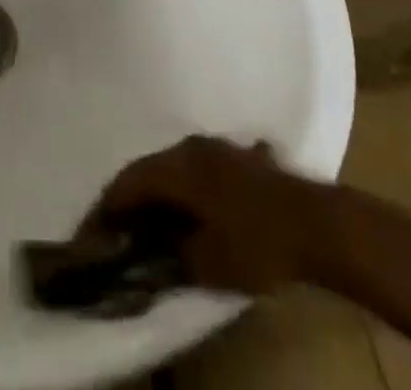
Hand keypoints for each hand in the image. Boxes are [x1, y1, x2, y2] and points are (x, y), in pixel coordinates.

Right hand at [83, 136, 321, 294]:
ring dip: (162, 191)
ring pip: (176, 166)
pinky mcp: (242, 158)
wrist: (317, 224)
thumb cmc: (257, 243)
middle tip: (119, 227)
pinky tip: (193, 208)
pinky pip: (202, 170)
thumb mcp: (207, 263)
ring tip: (154, 220)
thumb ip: (172, 256)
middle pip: (150, 169)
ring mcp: (219, 148)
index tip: (93, 231)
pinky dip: (189, 189)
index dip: (107, 207)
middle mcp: (192, 147)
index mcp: (177, 166)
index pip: (128, 181)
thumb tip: (150, 255)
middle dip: (132, 198)